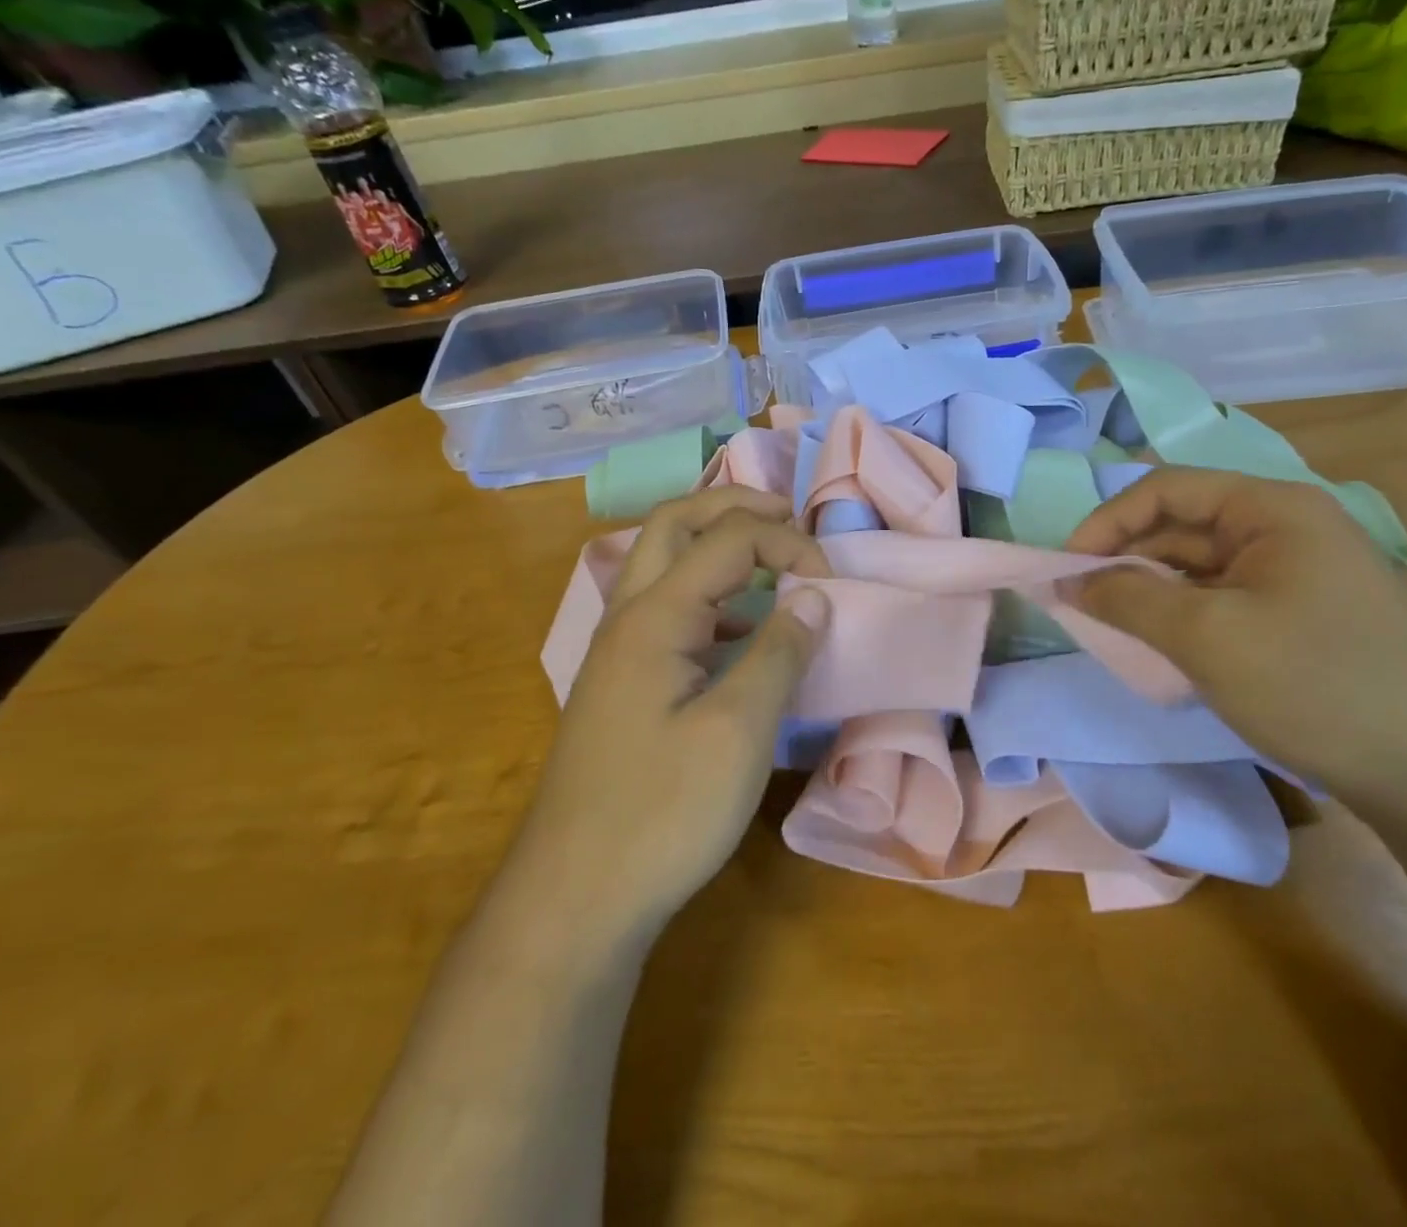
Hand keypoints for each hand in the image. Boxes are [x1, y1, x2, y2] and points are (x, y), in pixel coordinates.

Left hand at [522, 488, 831, 936]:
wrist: (574, 899)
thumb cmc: (662, 812)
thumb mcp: (738, 731)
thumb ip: (779, 653)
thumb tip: (814, 598)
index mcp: (655, 617)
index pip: (728, 540)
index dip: (788, 545)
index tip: (832, 584)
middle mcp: (628, 618)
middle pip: (675, 524)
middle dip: (733, 506)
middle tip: (786, 514)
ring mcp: (618, 652)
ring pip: (663, 565)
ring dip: (714, 545)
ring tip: (767, 560)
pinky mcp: (622, 686)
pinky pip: (666, 611)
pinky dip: (707, 595)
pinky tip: (738, 633)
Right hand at [1065, 467, 1406, 803]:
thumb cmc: (1314, 685)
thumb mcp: (1206, 637)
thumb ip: (1127, 598)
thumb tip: (1068, 580)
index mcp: (1272, 508)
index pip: (1167, 489)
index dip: (1107, 521)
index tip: (1067, 567)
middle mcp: (1287, 527)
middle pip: (1183, 524)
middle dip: (1126, 557)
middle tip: (1080, 601)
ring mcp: (1298, 572)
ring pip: (1200, 564)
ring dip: (1152, 588)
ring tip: (1113, 624)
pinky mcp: (1302, 613)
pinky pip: (1224, 597)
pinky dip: (1184, 613)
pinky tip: (1163, 644)